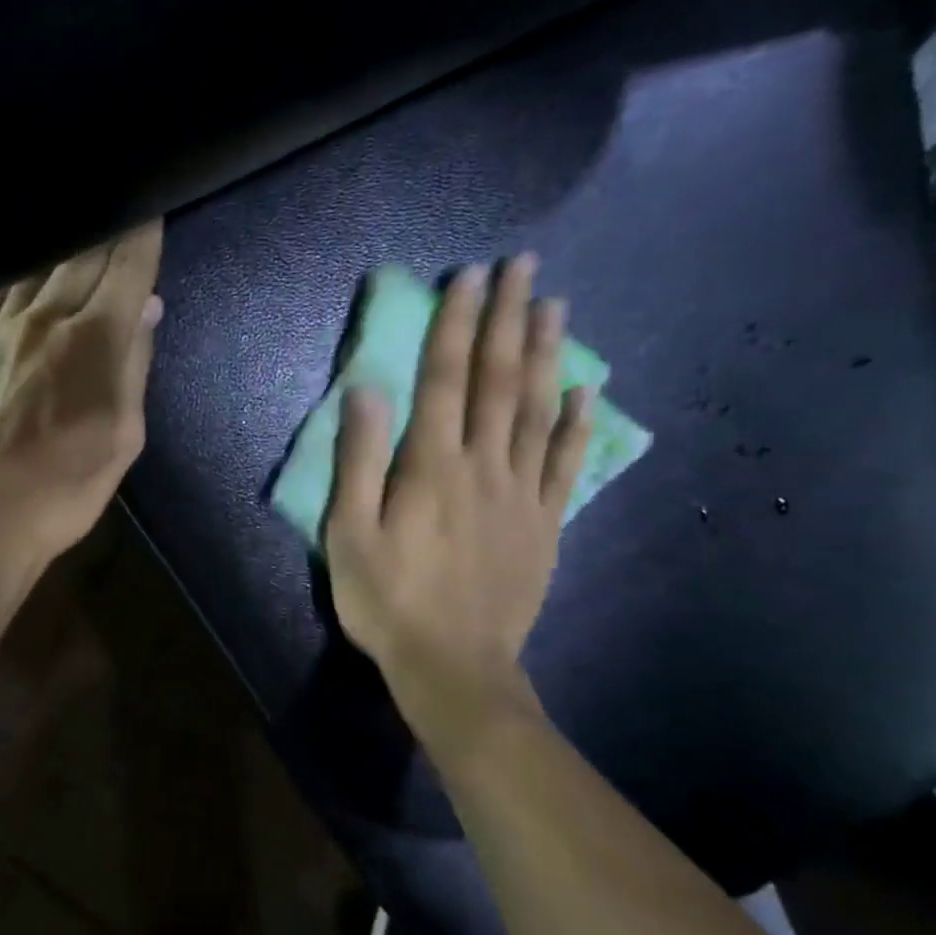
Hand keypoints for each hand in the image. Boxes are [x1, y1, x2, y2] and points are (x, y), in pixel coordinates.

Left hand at [0, 223, 163, 566]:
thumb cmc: (66, 485)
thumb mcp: (123, 436)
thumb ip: (134, 366)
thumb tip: (146, 309)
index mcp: (95, 339)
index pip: (126, 269)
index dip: (143, 235)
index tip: (151, 206)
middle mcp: (46, 319)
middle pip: (82, 257)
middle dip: (107, 228)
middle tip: (118, 201)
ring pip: (35, 268)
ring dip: (61, 241)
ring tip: (72, 218)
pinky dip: (15, 270)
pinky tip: (20, 262)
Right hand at [324, 254, 592, 752]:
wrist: (454, 667)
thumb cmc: (388, 601)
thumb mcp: (349, 535)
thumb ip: (359, 460)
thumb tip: (368, 389)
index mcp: (431, 465)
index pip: (447, 378)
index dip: (457, 323)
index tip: (470, 276)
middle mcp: (483, 465)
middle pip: (500, 380)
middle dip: (510, 318)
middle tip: (524, 267)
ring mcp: (522, 493)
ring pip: (539, 411)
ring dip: (547, 355)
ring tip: (556, 306)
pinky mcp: (545, 524)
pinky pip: (567, 465)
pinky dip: (579, 425)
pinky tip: (586, 393)